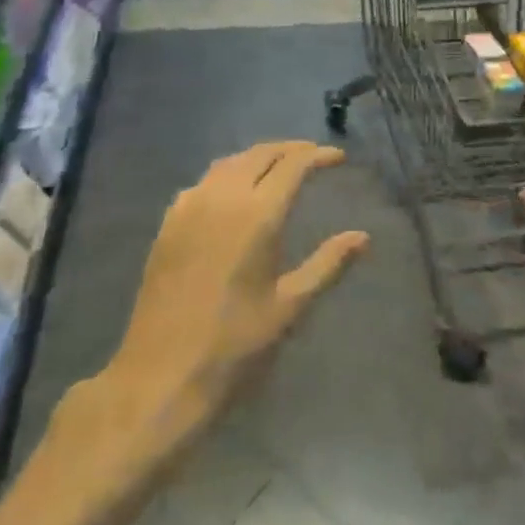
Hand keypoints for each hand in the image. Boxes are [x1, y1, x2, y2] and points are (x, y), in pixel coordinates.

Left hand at [107, 141, 369, 432]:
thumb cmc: (234, 344)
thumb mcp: (290, 306)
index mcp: (257, 215)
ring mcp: (190, 206)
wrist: (161, 375)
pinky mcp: (169, 222)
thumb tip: (363, 237)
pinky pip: (204, 181)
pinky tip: (235, 192)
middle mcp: (222, 198)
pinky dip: (229, 173)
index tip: (338, 158)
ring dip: (259, 157)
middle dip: (290, 149)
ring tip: (280, 167)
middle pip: (260, 154)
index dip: (318, 156)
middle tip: (313, 156)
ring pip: (230, 162)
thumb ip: (328, 264)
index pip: (293, 165)